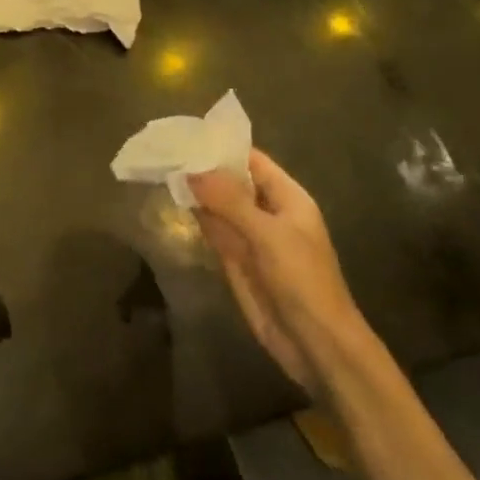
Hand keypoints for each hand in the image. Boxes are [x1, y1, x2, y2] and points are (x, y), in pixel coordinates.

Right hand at [189, 150, 364, 394]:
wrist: (316, 344)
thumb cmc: (302, 280)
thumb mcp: (267, 234)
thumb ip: (229, 200)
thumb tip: (190, 170)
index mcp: (287, 198)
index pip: (252, 161)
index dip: (223, 147)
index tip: (187, 135)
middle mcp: (268, 213)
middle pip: (232, 183)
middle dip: (204, 169)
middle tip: (165, 149)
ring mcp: (251, 239)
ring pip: (220, 207)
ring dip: (197, 193)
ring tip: (163, 169)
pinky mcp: (237, 262)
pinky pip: (215, 232)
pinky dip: (198, 219)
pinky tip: (175, 204)